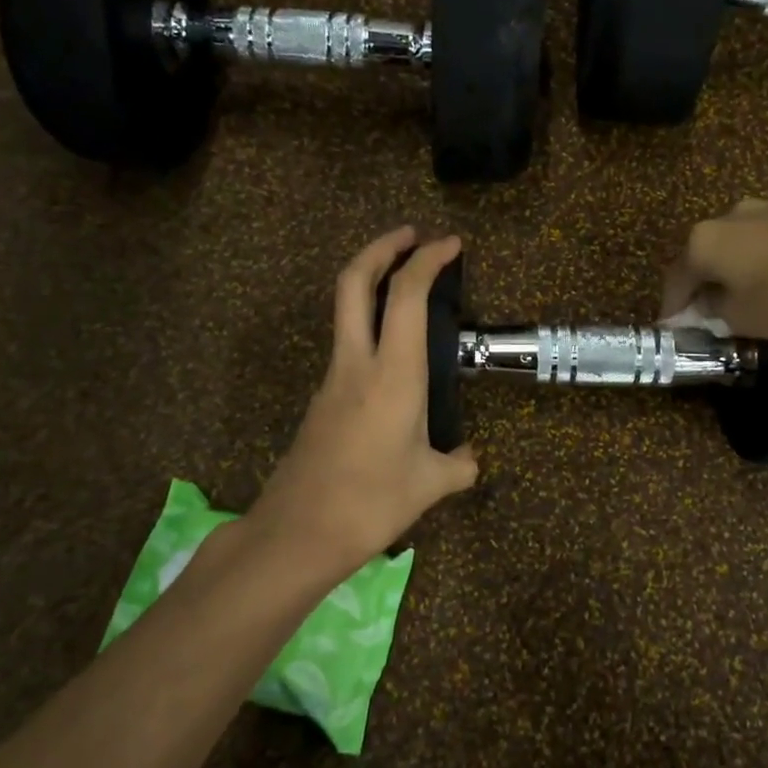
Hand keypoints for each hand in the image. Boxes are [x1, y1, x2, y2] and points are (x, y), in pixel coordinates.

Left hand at [249, 228, 479, 574]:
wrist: (298, 533)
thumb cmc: (371, 502)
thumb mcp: (430, 484)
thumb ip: (458, 465)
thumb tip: (470, 459)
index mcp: (393, 374)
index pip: (406, 295)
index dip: (428, 259)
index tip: (450, 243)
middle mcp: (357, 363)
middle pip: (354, 282)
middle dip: (381, 247)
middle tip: (411, 234)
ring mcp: (333, 379)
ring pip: (344, 310)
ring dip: (371, 282)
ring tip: (406, 285)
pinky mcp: (322, 399)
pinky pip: (347, 344)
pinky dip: (368, 324)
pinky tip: (394, 355)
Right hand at [661, 184, 767, 339]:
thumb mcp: (742, 320)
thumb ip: (714, 313)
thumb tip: (707, 306)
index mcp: (703, 242)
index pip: (675, 280)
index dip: (672, 308)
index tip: (673, 329)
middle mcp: (729, 216)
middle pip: (706, 253)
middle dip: (705, 280)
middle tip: (709, 309)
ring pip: (744, 235)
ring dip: (741, 257)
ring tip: (750, 283)